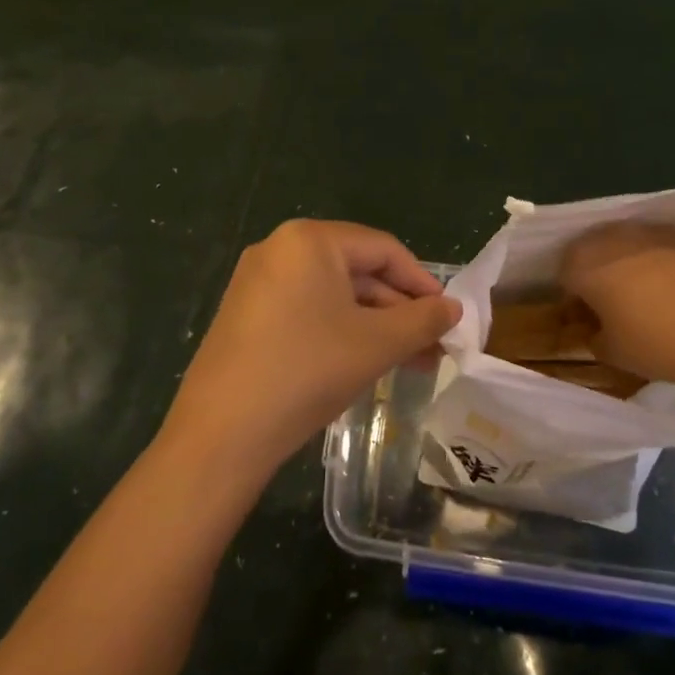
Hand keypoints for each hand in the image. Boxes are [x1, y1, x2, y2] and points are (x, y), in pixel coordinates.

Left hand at [163, 219, 461, 480]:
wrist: (221, 435)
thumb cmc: (306, 371)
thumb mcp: (376, 344)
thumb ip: (422, 320)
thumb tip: (453, 309)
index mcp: (309, 240)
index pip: (383, 249)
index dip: (422, 282)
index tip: (448, 316)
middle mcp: (279, 248)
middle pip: (358, 270)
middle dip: (399, 310)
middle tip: (433, 346)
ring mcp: (258, 281)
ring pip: (334, 294)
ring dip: (375, 324)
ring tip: (408, 361)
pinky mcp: (247, 313)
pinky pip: (307, 309)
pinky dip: (341, 330)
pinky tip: (363, 361)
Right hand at [559, 222, 674, 386]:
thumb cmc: (657, 344)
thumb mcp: (612, 353)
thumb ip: (595, 337)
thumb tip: (597, 330)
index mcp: (585, 264)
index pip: (565, 274)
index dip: (574, 296)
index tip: (588, 317)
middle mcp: (613, 237)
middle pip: (595, 249)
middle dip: (600, 271)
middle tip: (616, 302)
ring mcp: (653, 230)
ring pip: (631, 242)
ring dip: (632, 261)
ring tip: (651, 292)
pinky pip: (665, 244)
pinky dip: (666, 259)